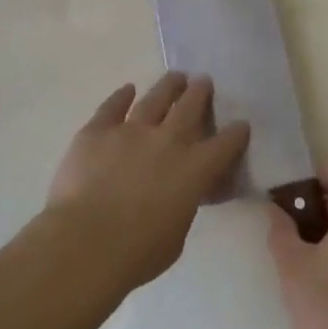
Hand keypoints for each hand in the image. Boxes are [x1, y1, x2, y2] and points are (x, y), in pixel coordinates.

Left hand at [45, 74, 250, 291]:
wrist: (86, 241)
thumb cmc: (137, 252)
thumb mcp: (176, 236)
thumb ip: (182, 207)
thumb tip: (177, 197)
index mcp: (194, 170)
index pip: (224, 145)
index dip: (236, 133)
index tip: (241, 125)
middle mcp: (167, 141)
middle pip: (189, 108)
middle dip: (200, 93)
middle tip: (203, 82)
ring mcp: (130, 131)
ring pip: (155, 99)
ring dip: (168, 87)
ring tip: (176, 76)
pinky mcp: (97, 131)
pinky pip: (112, 107)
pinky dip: (121, 96)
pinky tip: (127, 89)